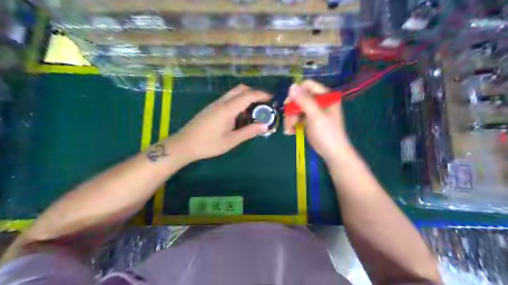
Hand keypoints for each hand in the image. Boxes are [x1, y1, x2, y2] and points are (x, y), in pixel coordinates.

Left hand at [167, 84, 269, 161]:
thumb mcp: (231, 140)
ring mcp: (215, 104)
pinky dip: (238, 101)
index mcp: (228, 108)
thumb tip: (264, 125)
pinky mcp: (211, 108)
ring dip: (245, 97)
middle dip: (254, 93)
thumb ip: (249, 132)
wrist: (184, 144)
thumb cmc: (209, 144)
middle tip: (263, 104)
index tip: (272, 98)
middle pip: (240, 89)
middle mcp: (222, 102)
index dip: (261, 94)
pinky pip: (228, 99)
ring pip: (233, 93)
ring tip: (253, 111)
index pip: (248, 95)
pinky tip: (239, 115)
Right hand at [284, 80, 351, 162]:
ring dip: (291, 118)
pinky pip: (298, 117)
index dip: (296, 93)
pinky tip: (291, 132)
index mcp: (326, 95)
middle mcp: (320, 101)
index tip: (288, 104)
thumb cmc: (327, 133)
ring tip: (289, 130)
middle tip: (289, 122)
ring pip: (296, 108)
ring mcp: (315, 111)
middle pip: (300, 98)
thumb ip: (304, 100)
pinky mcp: (310, 120)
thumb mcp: (315, 115)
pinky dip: (293, 123)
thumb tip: (292, 85)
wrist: (333, 153)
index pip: (307, 86)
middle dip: (292, 110)